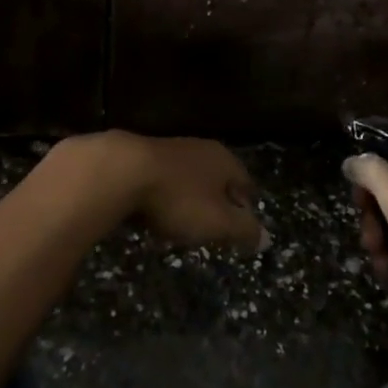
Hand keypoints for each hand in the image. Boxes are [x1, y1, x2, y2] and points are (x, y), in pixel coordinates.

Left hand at [42, 130, 266, 252]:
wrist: (120, 171)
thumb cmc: (178, 198)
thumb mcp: (218, 222)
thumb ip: (244, 230)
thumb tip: (267, 238)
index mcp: (223, 159)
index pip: (245, 182)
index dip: (247, 206)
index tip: (243, 227)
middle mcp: (200, 148)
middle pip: (217, 178)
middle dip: (218, 202)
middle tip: (215, 229)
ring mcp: (169, 150)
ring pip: (189, 178)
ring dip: (189, 199)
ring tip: (184, 224)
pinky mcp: (141, 157)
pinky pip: (162, 181)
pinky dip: (164, 197)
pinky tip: (154, 213)